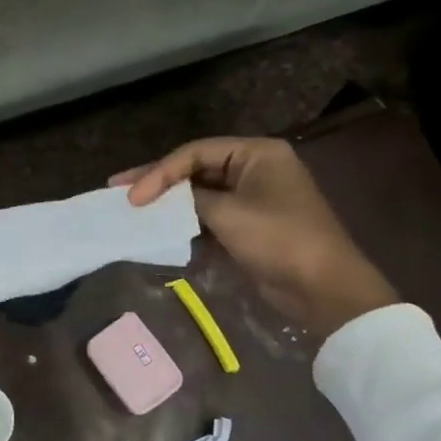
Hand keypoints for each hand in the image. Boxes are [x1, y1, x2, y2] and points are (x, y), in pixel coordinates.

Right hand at [112, 137, 397, 340]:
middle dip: (158, 181)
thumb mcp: (228, 214)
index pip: (195, 152)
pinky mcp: (248, 224)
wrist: (322, 287)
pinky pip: (209, 214)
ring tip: (132, 207)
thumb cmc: (278, 240)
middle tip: (118, 189)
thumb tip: (161, 198)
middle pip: (196, 168)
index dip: (159, 172)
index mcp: (257, 153)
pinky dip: (185, 219)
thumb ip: (190, 199)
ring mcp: (252, 197)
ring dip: (169, 201)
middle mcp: (254, 168)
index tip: (132, 196)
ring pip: (200, 192)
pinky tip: (159, 226)